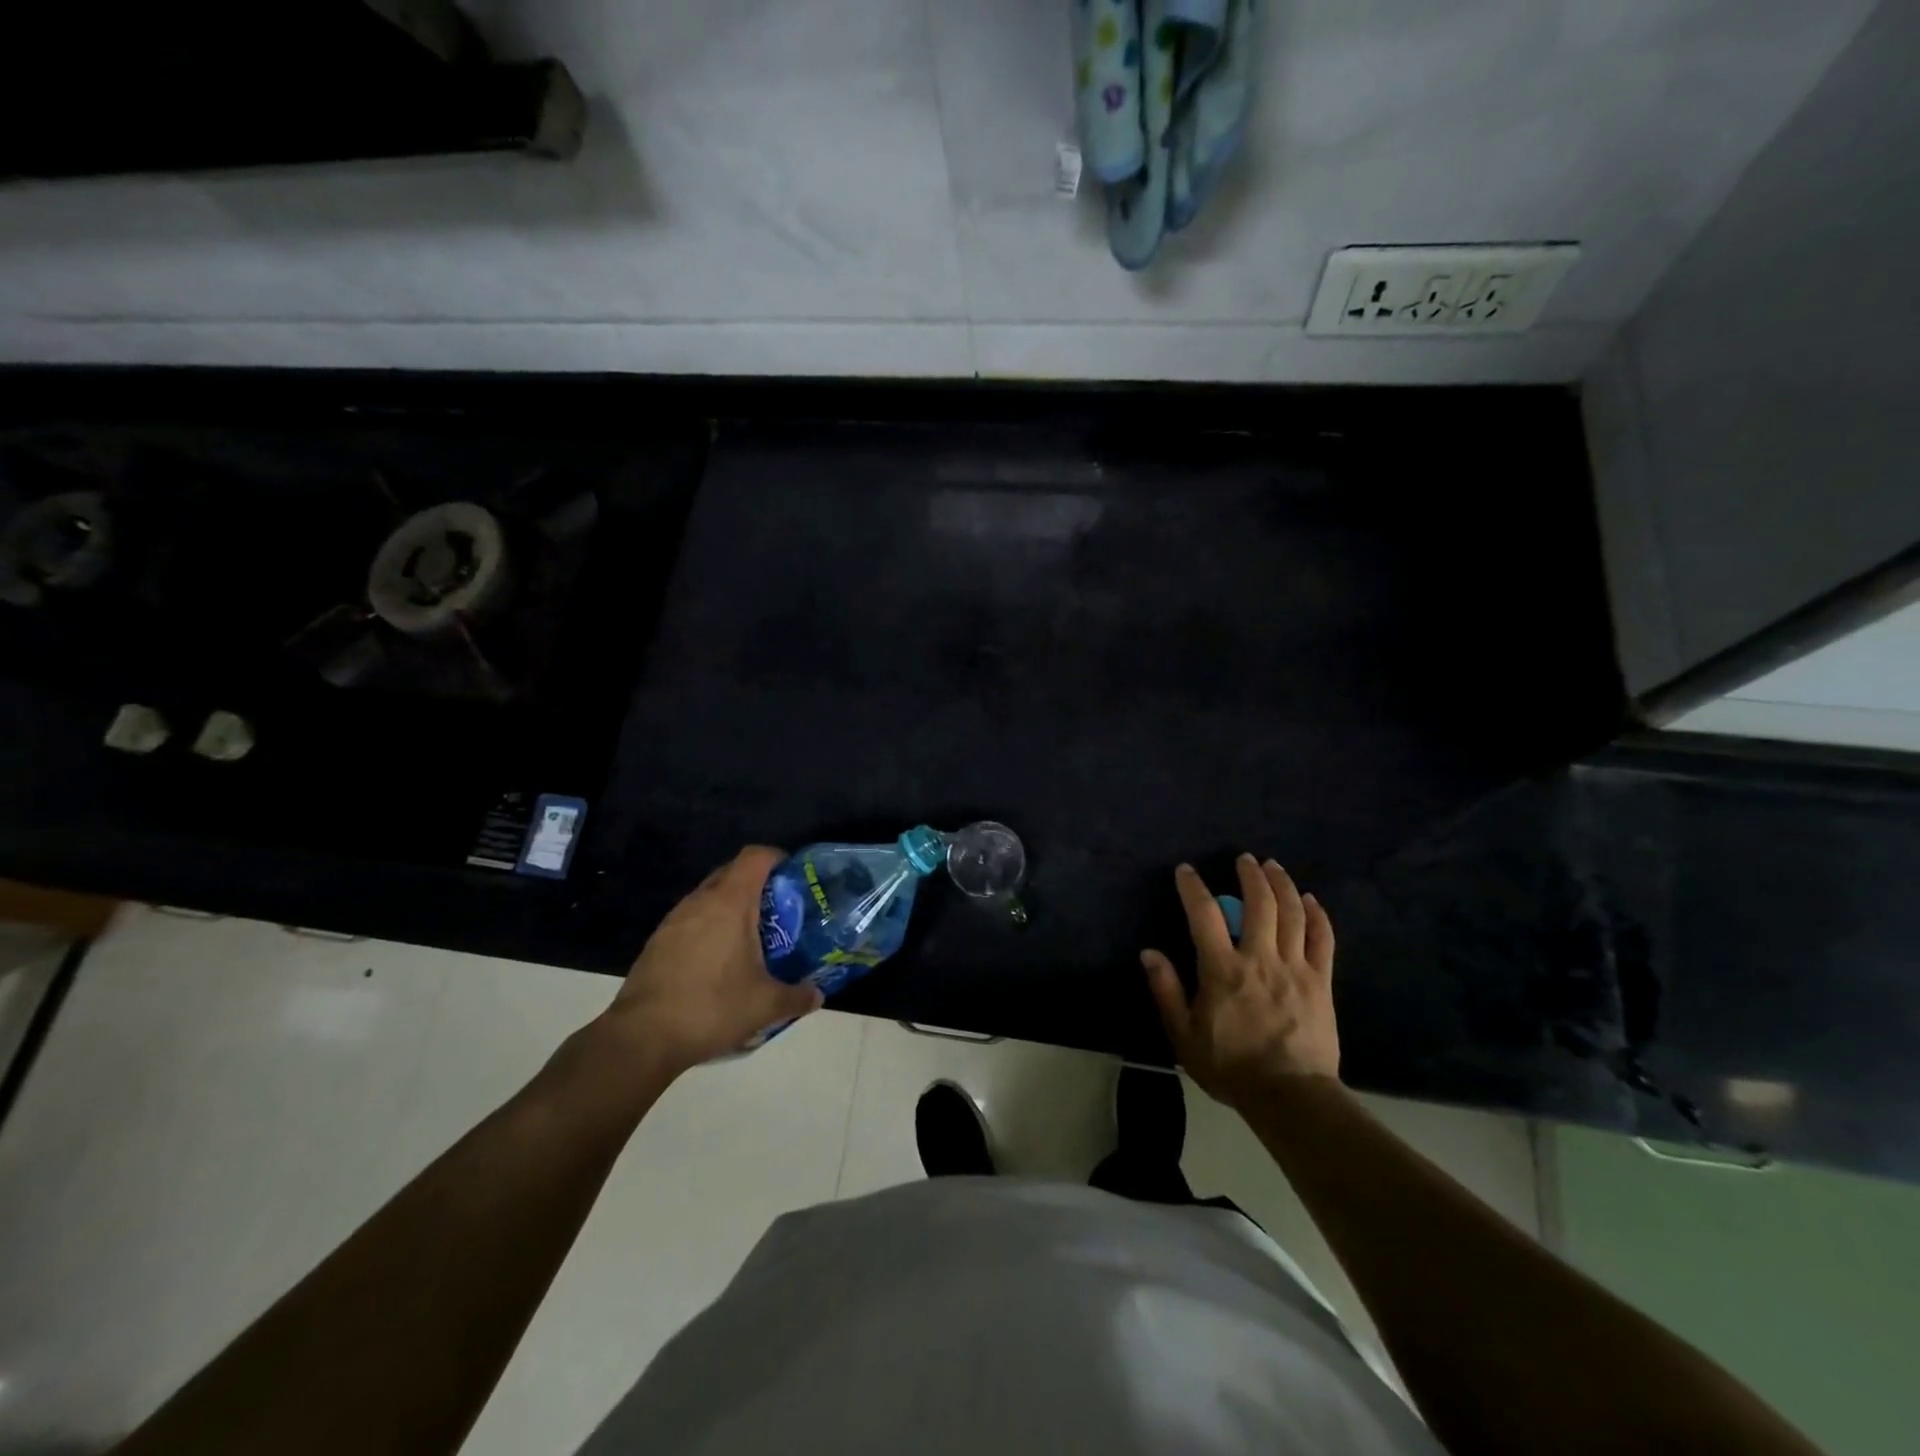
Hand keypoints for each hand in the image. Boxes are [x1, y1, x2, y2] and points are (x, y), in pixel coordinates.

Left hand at [599, 846, 821, 1072]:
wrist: (642, 1038)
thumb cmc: (711, 1007)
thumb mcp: (765, 1005)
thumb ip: (797, 996)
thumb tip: (818, 995)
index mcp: (730, 903)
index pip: (755, 857)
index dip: (777, 858)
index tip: (794, 877)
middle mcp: (700, 901)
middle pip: (732, 872)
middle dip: (757, 884)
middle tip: (779, 910)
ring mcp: (674, 920)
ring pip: (709, 897)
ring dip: (731, 907)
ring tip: (751, 938)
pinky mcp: (657, 942)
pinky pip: (691, 920)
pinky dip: (709, 928)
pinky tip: (719, 962)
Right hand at [1141, 855, 1339, 1106]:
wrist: (1290, 1097)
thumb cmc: (1231, 1067)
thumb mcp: (1184, 1035)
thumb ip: (1166, 991)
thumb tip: (1149, 953)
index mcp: (1222, 969)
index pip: (1204, 915)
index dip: (1193, 887)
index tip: (1186, 870)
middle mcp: (1260, 959)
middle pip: (1259, 903)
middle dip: (1250, 875)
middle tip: (1244, 859)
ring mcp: (1295, 968)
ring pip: (1293, 914)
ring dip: (1282, 884)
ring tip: (1273, 867)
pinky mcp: (1321, 982)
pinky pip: (1323, 940)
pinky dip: (1317, 915)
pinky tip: (1310, 900)